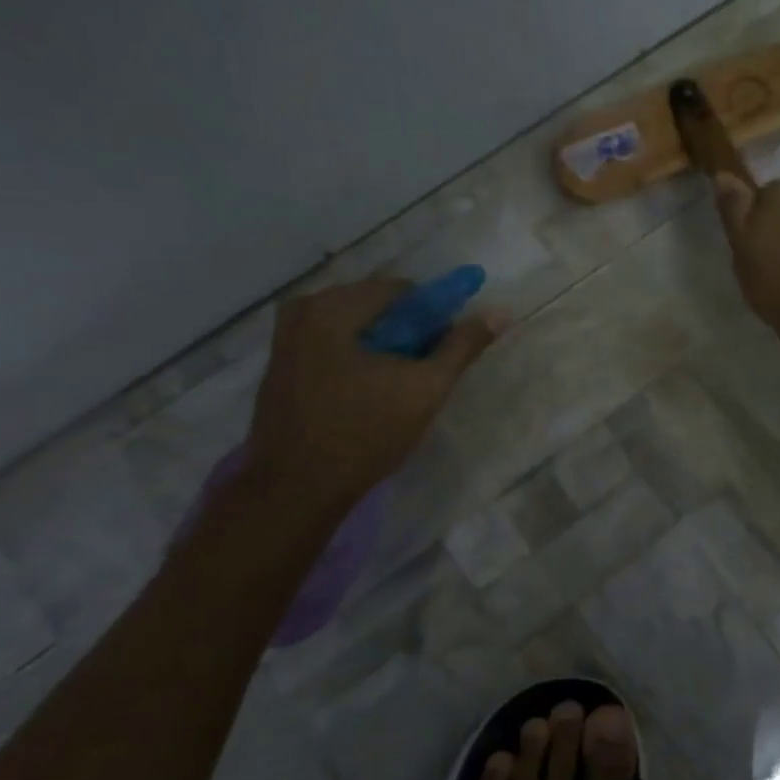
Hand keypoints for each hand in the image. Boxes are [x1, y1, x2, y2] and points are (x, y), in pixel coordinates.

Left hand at [243, 279, 500, 511]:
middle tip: (422, 370)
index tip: (443, 349)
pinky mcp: (279, 366)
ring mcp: (285, 339)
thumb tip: (499, 313)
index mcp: (334, 308)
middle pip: (373, 306)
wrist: (295, 489)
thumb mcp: (424, 390)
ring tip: (396, 385)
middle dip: (404, 331)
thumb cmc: (364, 434)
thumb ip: (461, 347)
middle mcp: (303, 311)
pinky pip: (329, 345)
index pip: (401, 290)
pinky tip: (366, 392)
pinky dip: (355, 357)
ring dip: (380, 346)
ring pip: (352, 327)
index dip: (431, 315)